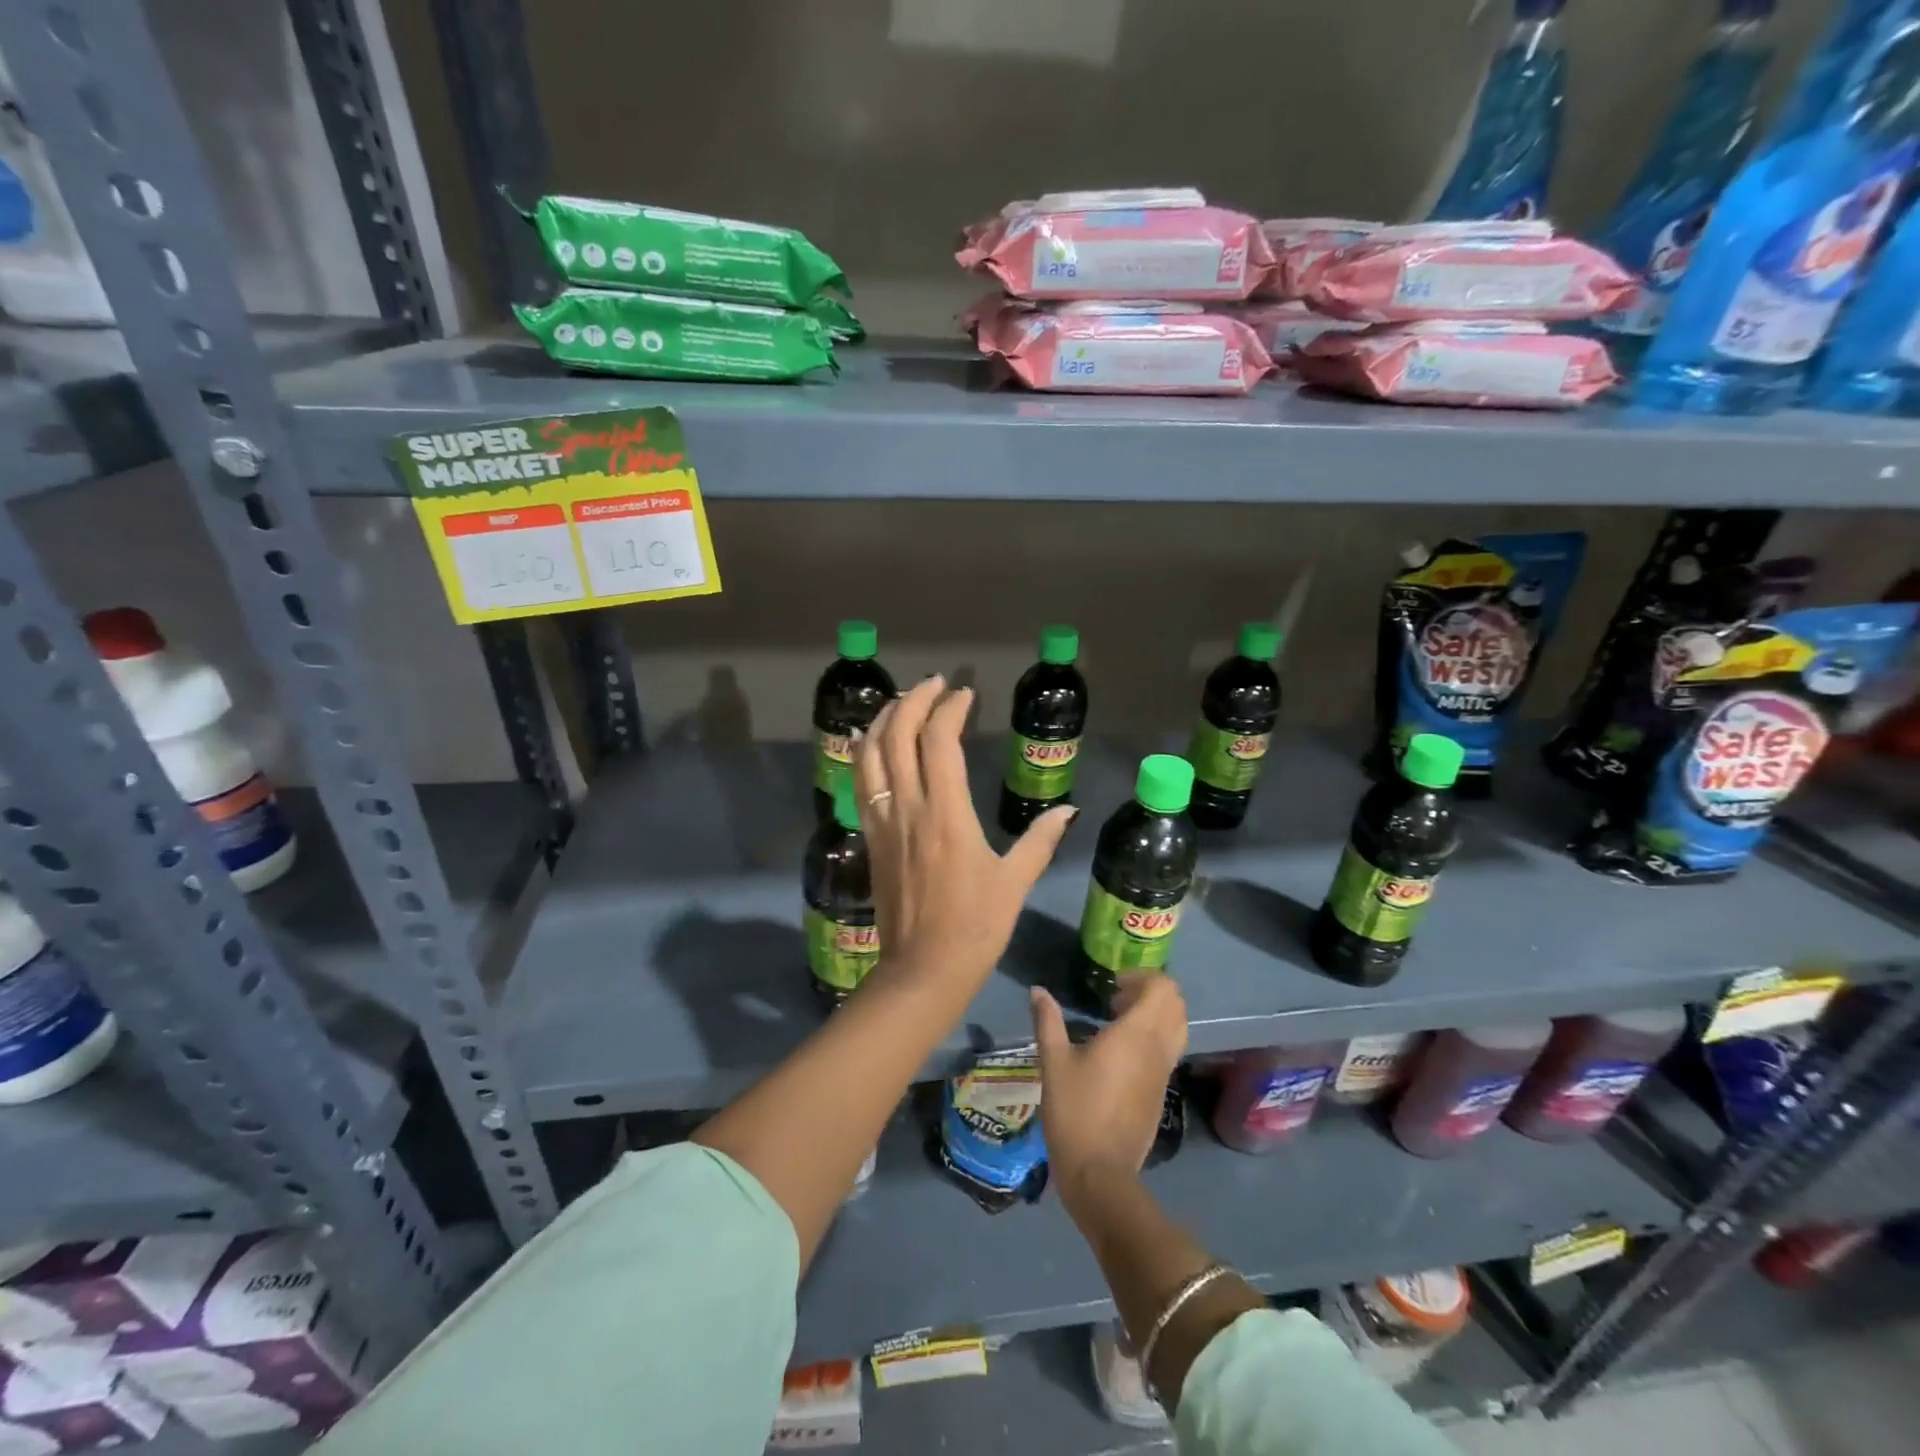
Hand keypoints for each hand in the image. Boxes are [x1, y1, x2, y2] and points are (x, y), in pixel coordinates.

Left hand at [853, 675, 1074, 989]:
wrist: (923, 970)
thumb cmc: (975, 927)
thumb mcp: (1014, 882)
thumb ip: (1040, 841)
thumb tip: (1068, 811)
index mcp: (946, 814)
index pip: (940, 741)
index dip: (951, 709)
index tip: (966, 694)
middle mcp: (908, 808)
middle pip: (898, 736)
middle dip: (915, 700)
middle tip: (935, 685)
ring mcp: (883, 822)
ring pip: (870, 755)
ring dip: (883, 720)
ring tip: (903, 702)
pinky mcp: (870, 838)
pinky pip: (860, 783)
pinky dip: (863, 753)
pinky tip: (869, 741)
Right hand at [1030, 976, 1187, 1214]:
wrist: (1100, 1173)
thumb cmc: (1075, 1111)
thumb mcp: (1054, 1062)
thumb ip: (1048, 1021)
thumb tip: (1038, 991)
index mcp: (1137, 1034)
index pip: (1163, 988)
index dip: (1142, 977)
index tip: (1112, 985)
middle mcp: (1158, 1048)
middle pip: (1176, 1004)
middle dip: (1151, 992)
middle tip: (1116, 999)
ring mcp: (1164, 1072)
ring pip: (1177, 1028)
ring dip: (1156, 1015)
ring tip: (1119, 1021)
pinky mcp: (1161, 1092)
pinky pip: (1169, 1050)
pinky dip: (1155, 1038)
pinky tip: (1120, 1052)